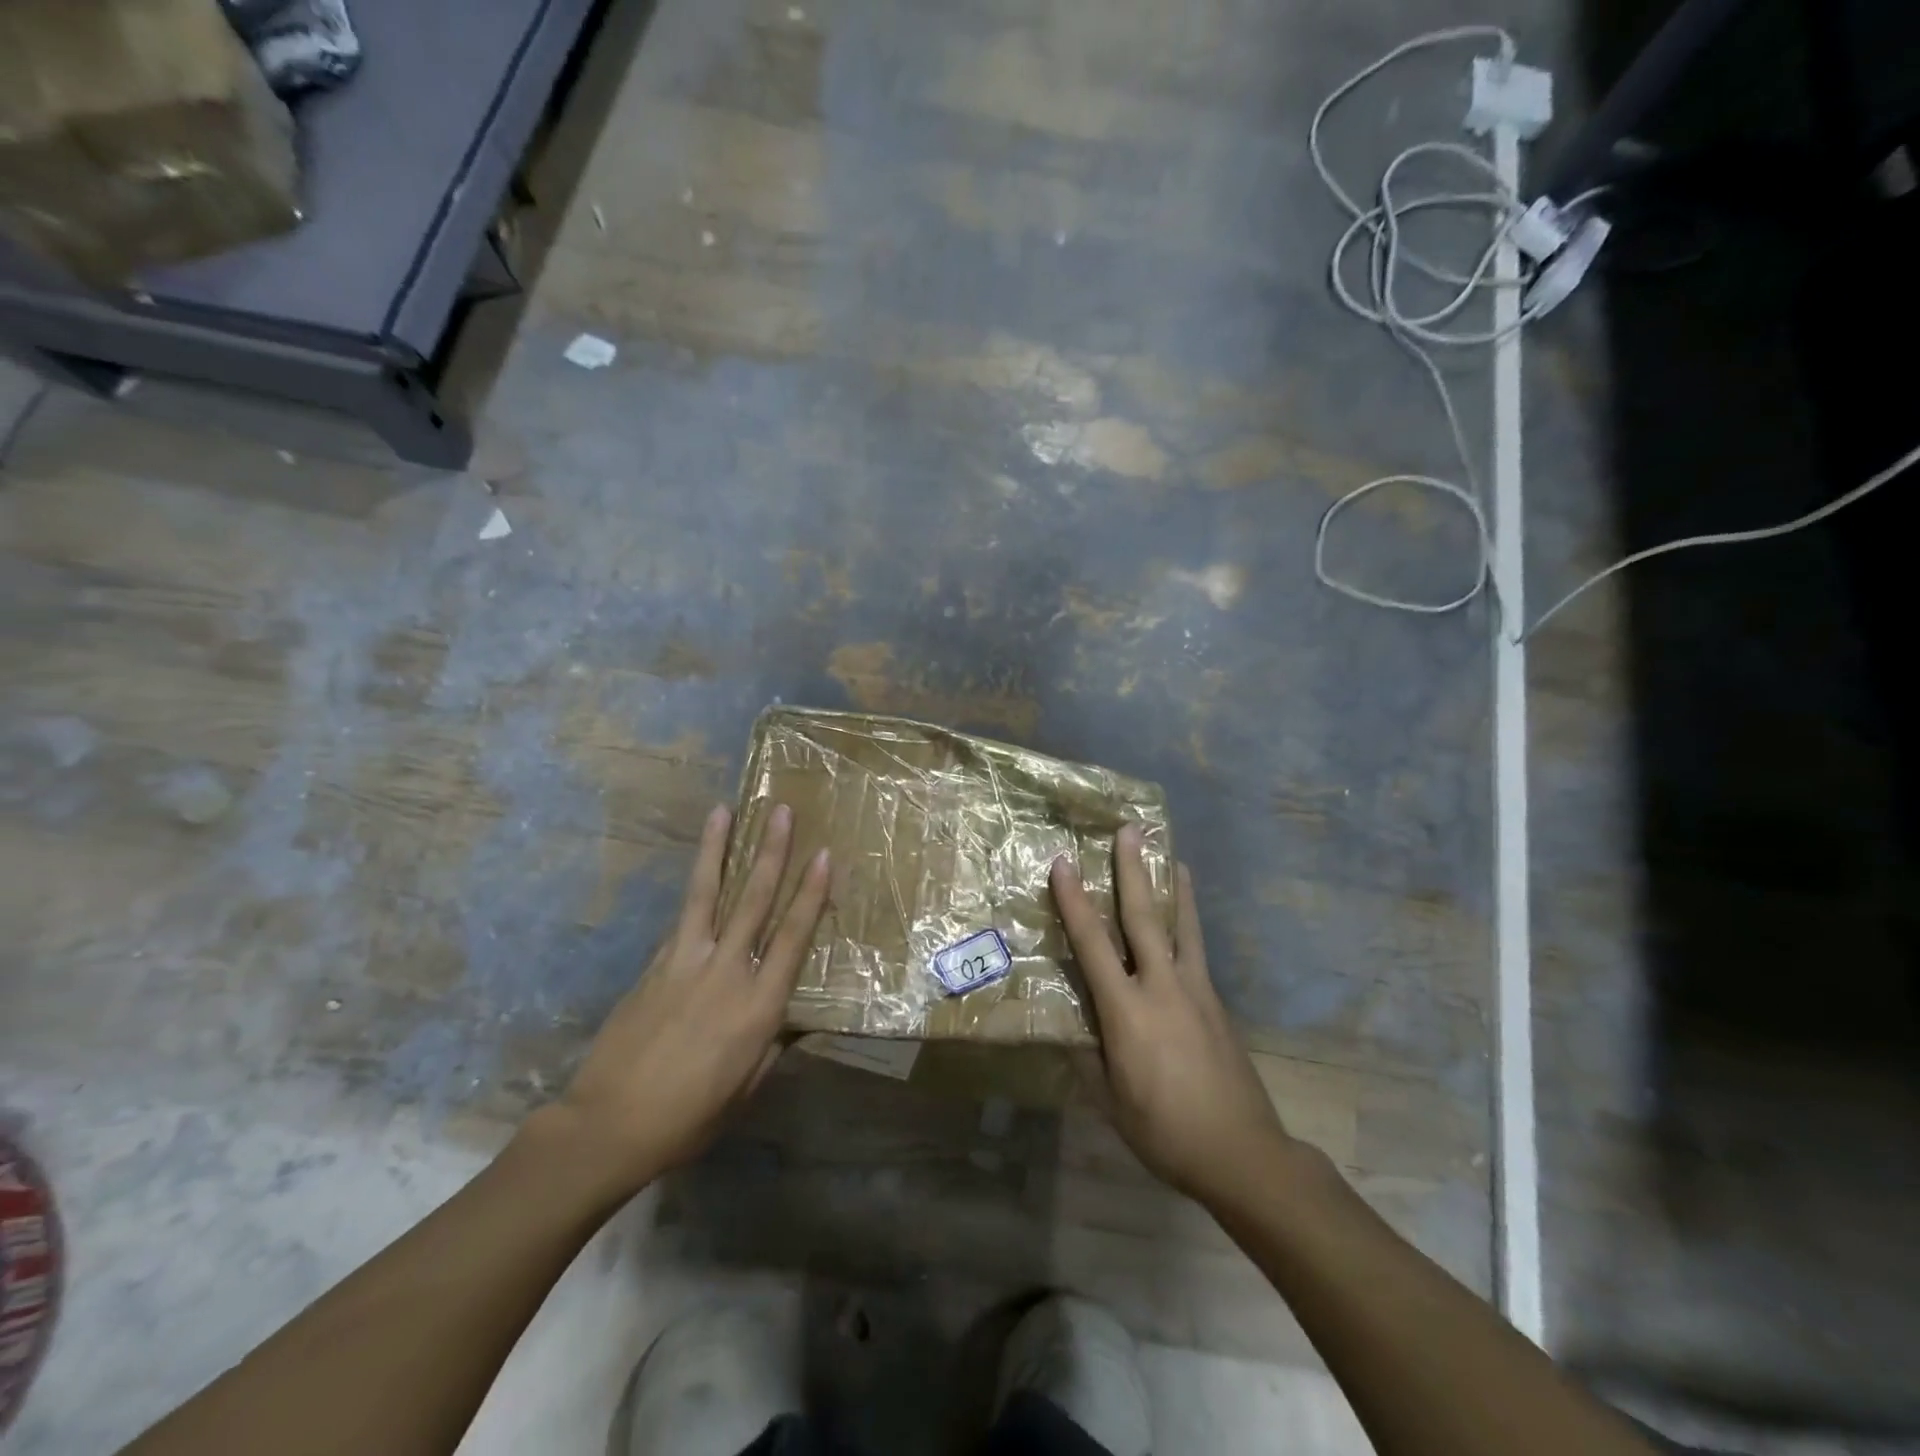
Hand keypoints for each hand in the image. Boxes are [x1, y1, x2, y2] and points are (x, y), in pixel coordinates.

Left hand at [546, 802, 828, 1192]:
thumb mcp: (747, 1088)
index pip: (793, 936)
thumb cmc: (690, 1116)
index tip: (823, 855)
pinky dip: (693, 890)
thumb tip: (794, 1018)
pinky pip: (681, 919)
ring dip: (719, 849)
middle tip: (781, 811)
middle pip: (754, 900)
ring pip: (708, 893)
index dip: (811, 893)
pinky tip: (700, 869)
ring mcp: (686, 962)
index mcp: (759, 1005)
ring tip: (725, 811)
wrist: (609, 1125)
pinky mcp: (655, 964)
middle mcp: (728, 971)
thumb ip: (773, 1045)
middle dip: (772, 852)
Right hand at [1051, 826, 1289, 1204]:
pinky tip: (1186, 916)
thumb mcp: (1110, 1101)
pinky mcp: (1216, 1001)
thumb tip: (1068, 1026)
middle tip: (1130, 829)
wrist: (1242, 1152)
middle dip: (1133, 870)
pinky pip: (1197, 949)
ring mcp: (1195, 990)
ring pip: (1181, 925)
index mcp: (1127, 1011)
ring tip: (1172, 853)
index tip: (1063, 863)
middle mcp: (1162, 987)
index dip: (1075, 901)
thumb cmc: (1164, 1130)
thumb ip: (1087, 1056)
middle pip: (1144, 917)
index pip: (1093, 945)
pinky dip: (1189, 921)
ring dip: (1172, 886)